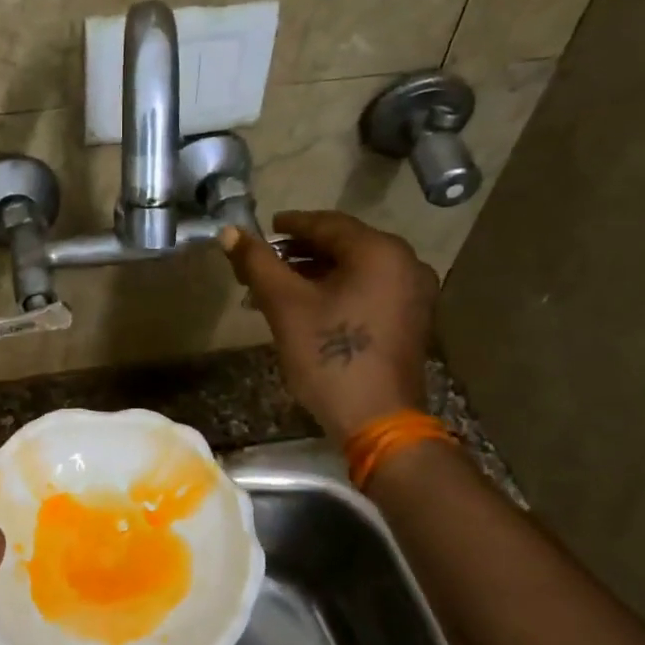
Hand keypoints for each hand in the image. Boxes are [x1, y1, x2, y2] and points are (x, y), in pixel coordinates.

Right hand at [220, 210, 437, 442]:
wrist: (378, 421)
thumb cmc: (329, 356)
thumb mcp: (285, 305)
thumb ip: (257, 263)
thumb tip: (230, 232)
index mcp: (380, 252)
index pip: (327, 223)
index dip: (290, 225)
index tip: (264, 229)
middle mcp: (406, 263)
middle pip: (343, 246)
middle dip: (299, 253)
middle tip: (263, 264)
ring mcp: (414, 294)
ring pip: (355, 271)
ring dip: (314, 275)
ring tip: (275, 291)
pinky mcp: (411, 320)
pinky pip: (369, 291)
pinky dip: (337, 292)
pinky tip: (307, 308)